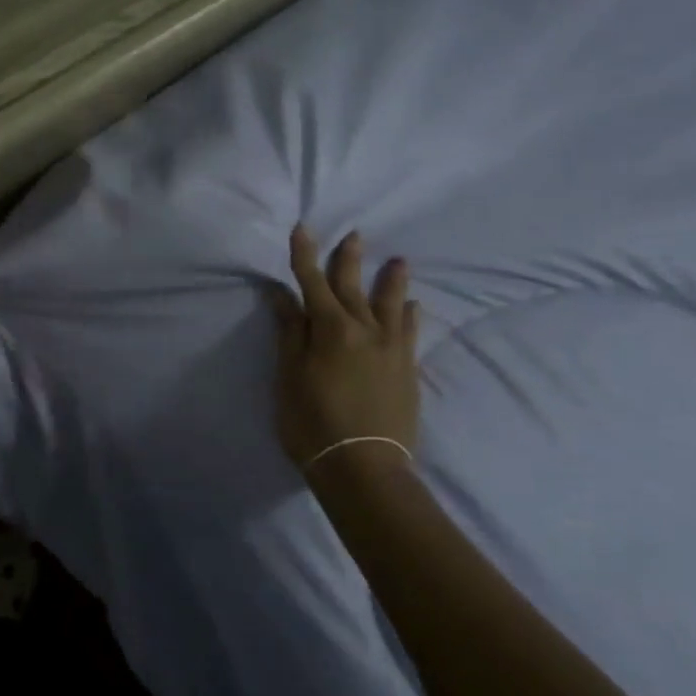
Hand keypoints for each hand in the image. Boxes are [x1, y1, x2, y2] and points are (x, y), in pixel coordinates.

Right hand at [272, 226, 420, 472]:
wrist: (364, 467)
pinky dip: (409, 315)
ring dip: (392, 280)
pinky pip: (410, 332)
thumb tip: (282, 294)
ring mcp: (391, 349)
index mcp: (330, 329)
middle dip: (349, 259)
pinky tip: (412, 307)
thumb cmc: (312, 423)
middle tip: (355, 234)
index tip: (302, 228)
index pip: (312, 282)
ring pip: (391, 304)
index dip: (305, 254)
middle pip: (353, 286)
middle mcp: (364, 330)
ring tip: (398, 261)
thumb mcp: (289, 377)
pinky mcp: (407, 370)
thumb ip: (289, 333)